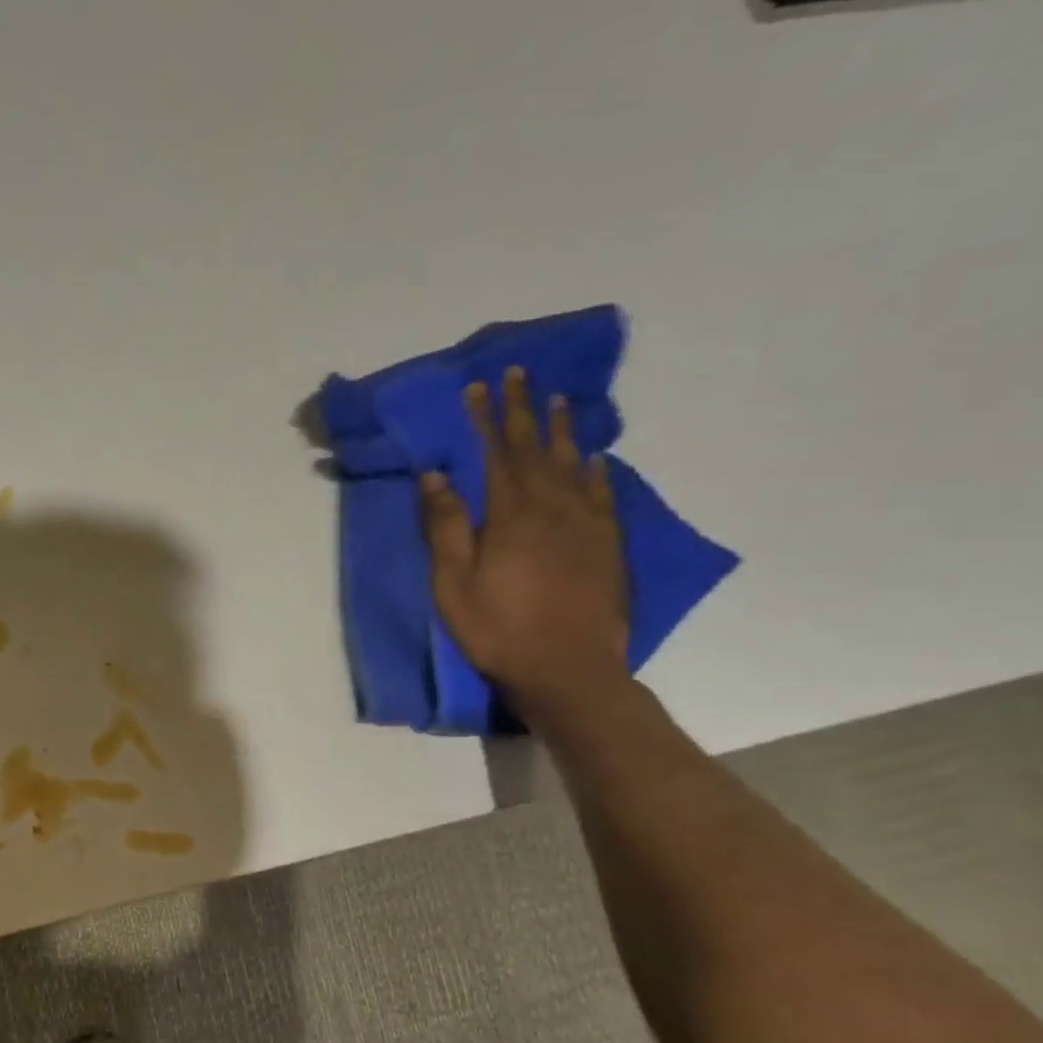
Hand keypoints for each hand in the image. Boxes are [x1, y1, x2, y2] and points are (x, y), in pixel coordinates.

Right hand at [419, 367, 628, 715]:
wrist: (567, 668)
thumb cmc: (497, 628)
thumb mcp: (453, 583)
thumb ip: (446, 527)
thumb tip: (435, 476)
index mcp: (511, 515)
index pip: (496, 453)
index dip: (486, 419)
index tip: (479, 387)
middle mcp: (553, 507)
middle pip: (536, 449)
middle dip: (523, 410)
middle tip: (519, 374)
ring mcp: (586, 524)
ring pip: (574, 464)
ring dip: (563, 430)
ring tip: (558, 400)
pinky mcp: (607, 545)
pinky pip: (603, 495)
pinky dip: (596, 471)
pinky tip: (595, 458)